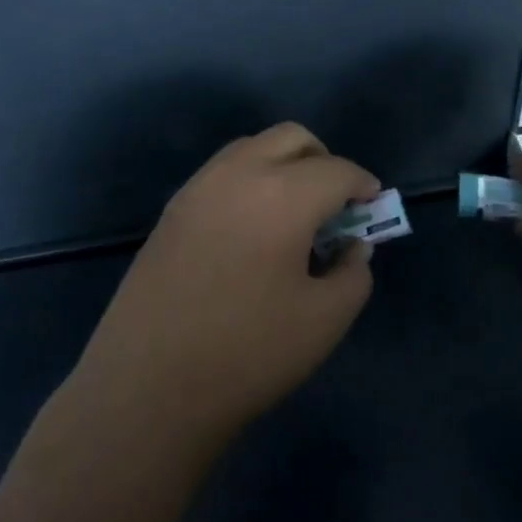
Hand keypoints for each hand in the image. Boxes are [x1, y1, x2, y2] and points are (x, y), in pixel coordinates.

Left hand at [70, 123, 380, 442]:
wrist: (149, 383)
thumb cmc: (248, 352)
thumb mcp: (324, 320)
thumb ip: (353, 272)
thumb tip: (353, 245)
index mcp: (282, 194)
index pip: (336, 170)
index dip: (362, 185)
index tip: (372, 207)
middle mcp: (238, 173)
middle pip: (291, 138)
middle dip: (323, 160)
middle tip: (335, 204)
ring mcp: (199, 187)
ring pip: (252, 148)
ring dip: (283, 165)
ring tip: (293, 216)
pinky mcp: (173, 208)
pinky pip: (222, 172)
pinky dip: (250, 181)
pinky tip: (252, 229)